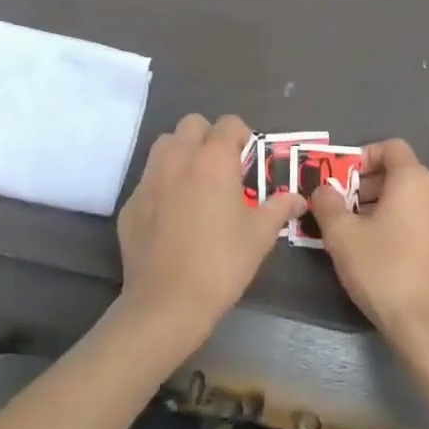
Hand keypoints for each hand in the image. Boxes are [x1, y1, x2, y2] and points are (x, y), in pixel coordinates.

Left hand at [117, 113, 301, 343]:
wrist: (165, 306)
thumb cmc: (220, 264)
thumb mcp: (259, 236)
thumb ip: (278, 208)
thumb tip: (298, 198)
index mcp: (213, 159)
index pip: (228, 123)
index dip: (241, 135)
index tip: (247, 158)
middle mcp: (179, 158)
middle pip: (192, 124)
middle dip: (208, 136)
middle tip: (221, 167)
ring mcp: (149, 179)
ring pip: (164, 144)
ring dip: (181, 152)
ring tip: (194, 182)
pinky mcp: (129, 204)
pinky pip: (147, 180)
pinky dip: (160, 185)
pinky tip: (170, 214)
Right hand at [308, 139, 428, 356]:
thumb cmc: (385, 271)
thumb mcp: (343, 237)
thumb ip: (328, 205)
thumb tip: (323, 189)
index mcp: (414, 180)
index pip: (391, 147)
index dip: (365, 156)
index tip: (344, 179)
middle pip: (402, 173)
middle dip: (370, 185)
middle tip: (345, 208)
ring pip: (413, 200)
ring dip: (385, 207)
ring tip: (360, 234)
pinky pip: (425, 223)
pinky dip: (404, 226)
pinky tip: (385, 256)